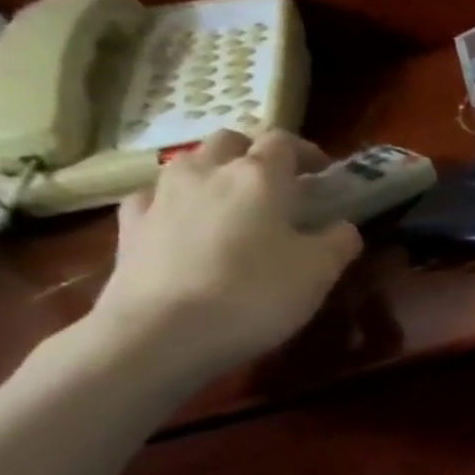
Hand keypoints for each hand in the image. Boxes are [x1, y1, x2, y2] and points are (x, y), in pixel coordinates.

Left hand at [86, 130, 362, 385]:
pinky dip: (177, 203)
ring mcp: (162, 194)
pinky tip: (184, 226)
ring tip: (231, 205)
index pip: (284, 141)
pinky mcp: (130, 224)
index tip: (323, 172)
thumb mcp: (320, 272)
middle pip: (231, 141)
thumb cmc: (255, 295)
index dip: (306, 152)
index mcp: (260, 176)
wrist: (162, 333)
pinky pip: (157, 197)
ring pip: (191, 163)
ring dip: (215, 174)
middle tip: (276, 185)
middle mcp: (207, 171)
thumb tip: (343, 226)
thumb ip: (339, 241)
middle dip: (255, 155)